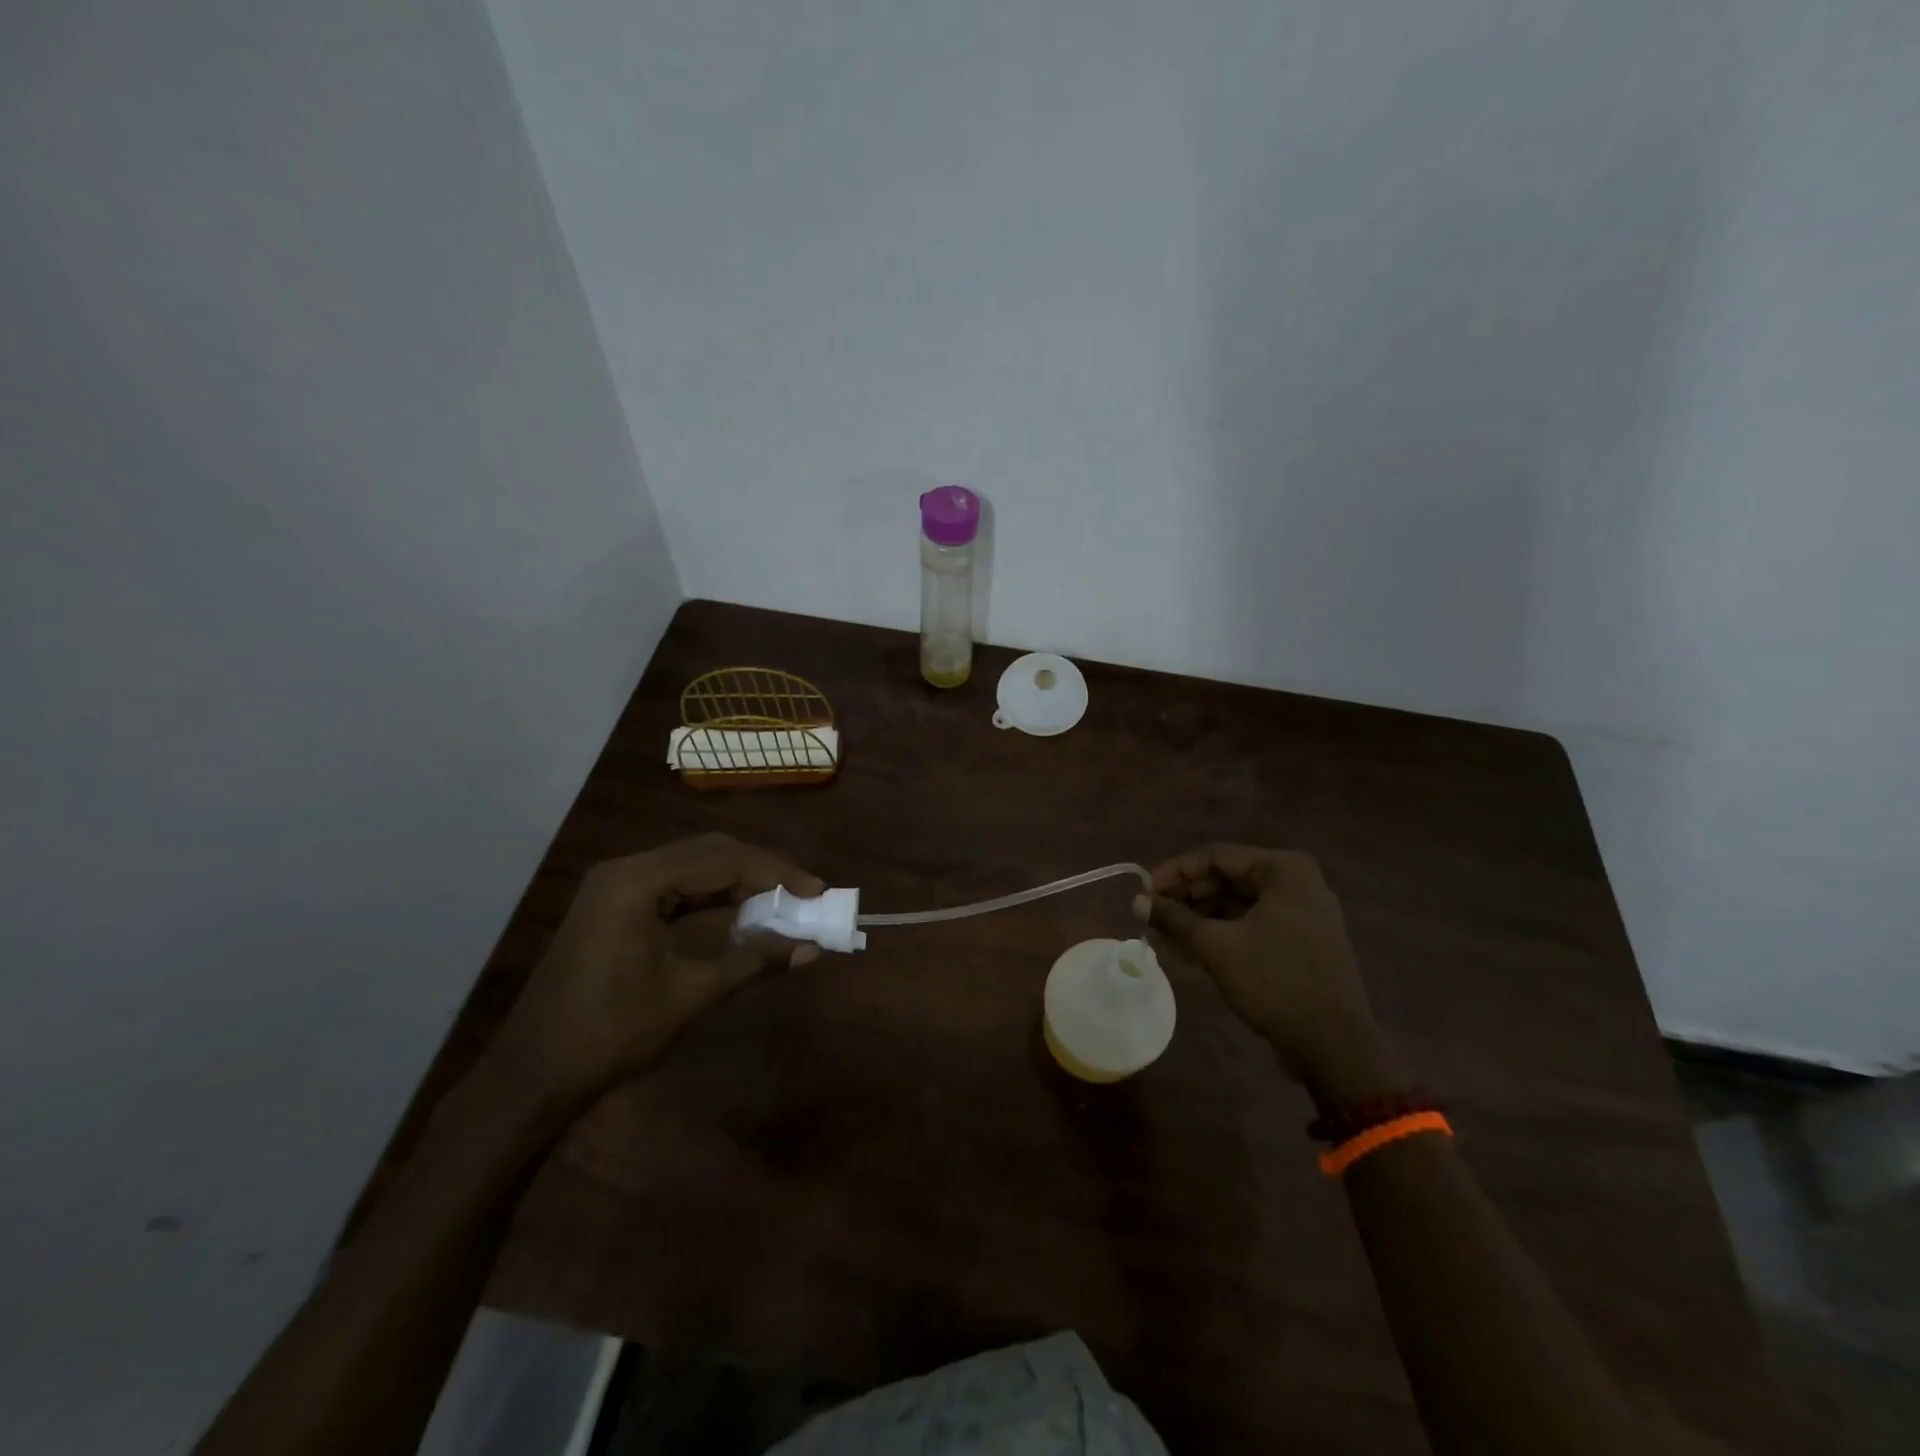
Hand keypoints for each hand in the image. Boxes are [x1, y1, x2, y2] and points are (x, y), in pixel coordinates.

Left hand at [480, 833, 823, 1113]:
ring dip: (738, 881)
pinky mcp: (613, 905)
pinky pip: (674, 885)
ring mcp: (615, 886)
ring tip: (781, 900)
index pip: (723, 861)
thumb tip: (810, 948)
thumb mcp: (691, 995)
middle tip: (804, 893)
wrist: (533, 1076)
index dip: (776, 872)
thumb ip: (754, 961)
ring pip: (692, 866)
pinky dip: (711, 895)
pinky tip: (739, 911)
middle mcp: (626, 870)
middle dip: (761, 871)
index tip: (818, 890)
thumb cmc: (612, 1034)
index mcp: (639, 882)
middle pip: (709, 853)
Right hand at [1147, 845, 1401, 1107]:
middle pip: (1228, 878)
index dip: (1175, 872)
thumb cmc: (1273, 981)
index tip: (1145, 892)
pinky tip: (1192, 950)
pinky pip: (1253, 923)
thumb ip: (1174, 918)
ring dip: (1201, 918)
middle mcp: (1297, 882)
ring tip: (1166, 937)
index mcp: (1284, 870)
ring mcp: (1303, 912)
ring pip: (1239, 903)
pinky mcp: (1302, 940)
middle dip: (1187, 898)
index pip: (1216, 856)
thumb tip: (1138, 902)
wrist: (1334, 1045)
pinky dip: (1223, 932)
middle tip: (1153, 915)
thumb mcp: (1216, 946)